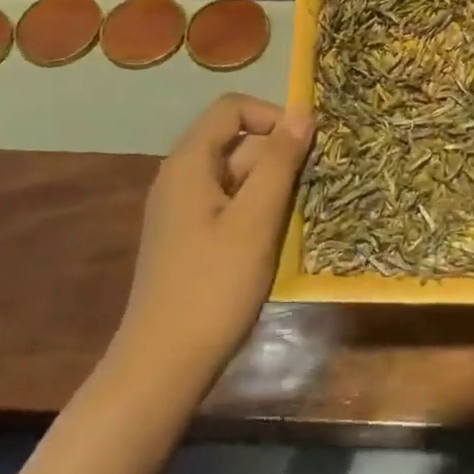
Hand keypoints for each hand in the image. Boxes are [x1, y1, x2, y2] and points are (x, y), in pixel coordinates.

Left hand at [117, 94, 315, 389]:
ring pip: (237, 176)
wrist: (162, 366)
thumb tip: (302, 112)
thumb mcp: (255, 220)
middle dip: (277, 157)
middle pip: (236, 142)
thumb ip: (280, 162)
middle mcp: (181, 177)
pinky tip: (275, 241)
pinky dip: (256, 211)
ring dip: (271, 187)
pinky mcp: (189, 238)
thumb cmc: (213, 286)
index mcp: (189, 162)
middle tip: (311, 189)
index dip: (271, 116)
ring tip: (298, 217)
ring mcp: (183, 209)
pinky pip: (229, 204)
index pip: (232, 108)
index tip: (305, 147)